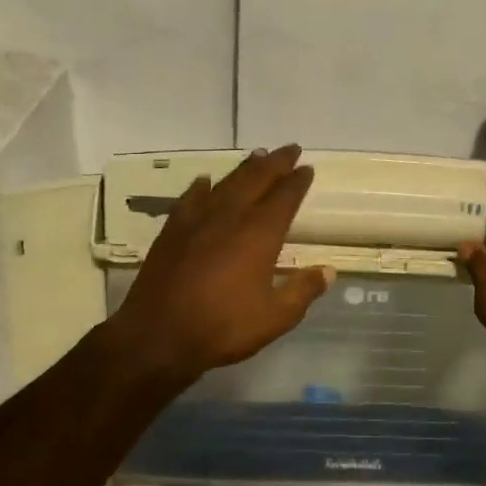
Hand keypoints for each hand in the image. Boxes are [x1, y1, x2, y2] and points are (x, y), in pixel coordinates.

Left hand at [111, 145, 331, 384]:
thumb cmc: (222, 327)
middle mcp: (231, 216)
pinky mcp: (173, 230)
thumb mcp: (275, 317)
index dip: (298, 181)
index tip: (307, 168)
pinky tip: (205, 181)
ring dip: (245, 167)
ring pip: (227, 182)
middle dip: (276, 162)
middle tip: (290, 149)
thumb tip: (328, 271)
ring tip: (258, 155)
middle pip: (257, 178)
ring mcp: (198, 220)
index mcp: (260, 233)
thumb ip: (303, 290)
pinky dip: (202, 186)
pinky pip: (191, 197)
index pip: (285, 196)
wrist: (157, 335)